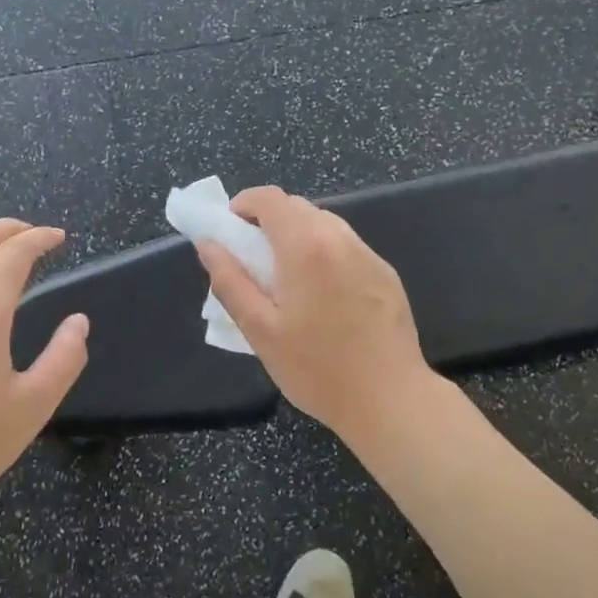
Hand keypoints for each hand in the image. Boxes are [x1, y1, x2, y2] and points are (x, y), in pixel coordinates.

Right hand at [195, 187, 431, 435]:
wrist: (390, 399)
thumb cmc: (316, 368)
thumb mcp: (260, 330)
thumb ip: (229, 281)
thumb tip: (207, 244)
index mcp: (305, 246)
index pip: (269, 198)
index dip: (243, 204)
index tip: (229, 231)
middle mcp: (340, 238)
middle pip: (297, 207)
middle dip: (268, 222)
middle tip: (252, 261)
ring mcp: (368, 254)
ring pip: (324, 224)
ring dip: (297, 236)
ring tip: (286, 280)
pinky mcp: (385, 273)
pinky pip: (346, 247)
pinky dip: (324, 254)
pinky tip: (323, 297)